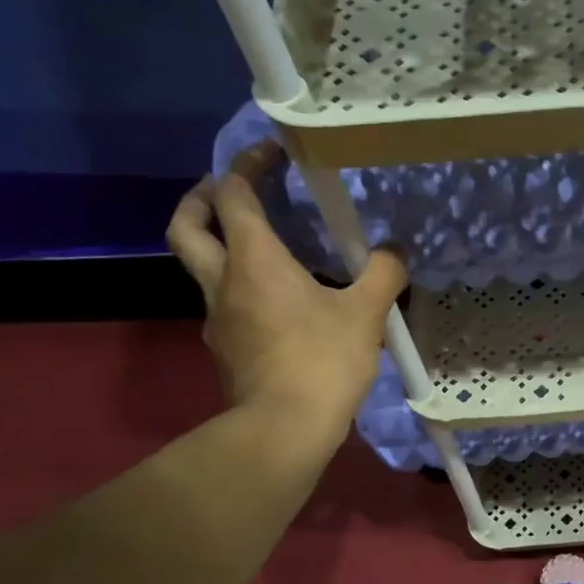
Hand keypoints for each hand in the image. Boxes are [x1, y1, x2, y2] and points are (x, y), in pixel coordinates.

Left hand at [166, 146, 406, 432]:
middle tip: (229, 190)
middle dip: (201, 198)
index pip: (233, 194)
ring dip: (223, 247)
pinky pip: (226, 304)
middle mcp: (223, 281)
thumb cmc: (321, 362)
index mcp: (254, 260)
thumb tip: (395, 251)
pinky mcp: (225, 349)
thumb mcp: (365, 314)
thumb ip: (383, 274)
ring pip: (203, 267)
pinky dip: (242, 289)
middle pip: (188, 225)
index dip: (247, 165)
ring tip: (267, 251)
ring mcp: (217, 318)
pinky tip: (279, 305)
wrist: (283, 430)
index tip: (272, 154)